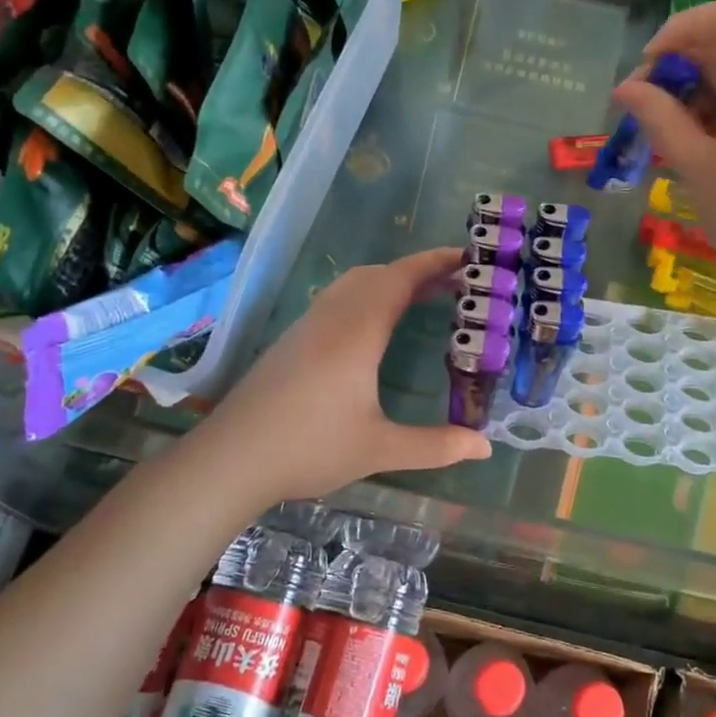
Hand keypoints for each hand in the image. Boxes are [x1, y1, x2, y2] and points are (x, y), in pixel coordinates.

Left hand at [200, 247, 490, 501]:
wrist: (230, 459)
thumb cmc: (308, 449)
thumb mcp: (379, 450)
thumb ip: (436, 446)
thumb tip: (485, 447)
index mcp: (357, 333)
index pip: (400, 279)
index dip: (434, 263)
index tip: (467, 257)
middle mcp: (331, 319)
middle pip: (377, 275)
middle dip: (417, 271)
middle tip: (455, 283)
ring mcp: (306, 327)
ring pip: (353, 285)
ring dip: (389, 282)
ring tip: (421, 299)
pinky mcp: (291, 341)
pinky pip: (336, 300)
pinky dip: (367, 296)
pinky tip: (374, 328)